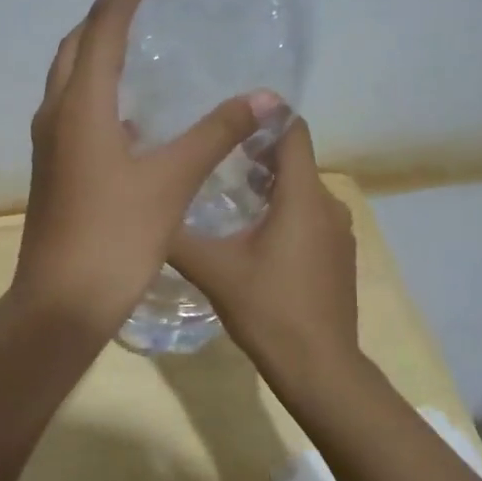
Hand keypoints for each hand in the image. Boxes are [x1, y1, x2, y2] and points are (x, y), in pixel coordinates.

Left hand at [13, 0, 276, 336]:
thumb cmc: (115, 236)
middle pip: (75, 45)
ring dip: (95, 50)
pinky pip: (72, 108)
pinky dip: (95, 90)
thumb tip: (266, 97)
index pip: (104, 27)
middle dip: (105, 13)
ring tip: (135, 40)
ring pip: (68, 78)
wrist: (61, 301)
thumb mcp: (171, 181)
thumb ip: (216, 133)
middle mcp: (56, 114)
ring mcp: (49, 143)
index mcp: (80, 106)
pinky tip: (128, 110)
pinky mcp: (52, 168)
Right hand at [169, 118, 364, 397]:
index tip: (230, 112)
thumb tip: (143, 211)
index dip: (265, 115)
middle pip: (295, 160)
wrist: (320, 368)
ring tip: (226, 188)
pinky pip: (310, 215)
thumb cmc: (269, 310)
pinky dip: (284, 209)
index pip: (292, 132)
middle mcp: (328, 205)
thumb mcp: (213, 270)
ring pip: (302, 190)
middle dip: (257, 151)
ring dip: (269, 183)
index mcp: (302, 197)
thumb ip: (178, 237)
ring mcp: (338, 233)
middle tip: (213, 151)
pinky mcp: (337, 256)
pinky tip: (251, 231)